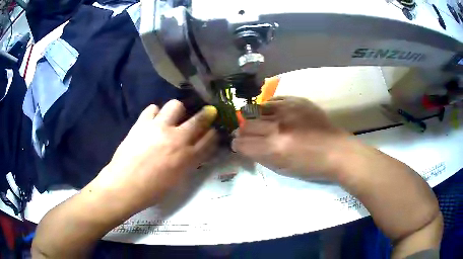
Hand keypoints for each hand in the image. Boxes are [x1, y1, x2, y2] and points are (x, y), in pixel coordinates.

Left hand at [94, 100, 218, 209]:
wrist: (125, 185)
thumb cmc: (152, 190)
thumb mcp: (178, 180)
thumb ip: (189, 162)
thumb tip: (194, 151)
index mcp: (188, 157)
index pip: (209, 139)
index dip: (214, 133)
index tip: (214, 129)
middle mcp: (177, 139)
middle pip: (199, 119)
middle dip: (207, 114)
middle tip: (207, 112)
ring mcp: (158, 128)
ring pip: (176, 105)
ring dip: (178, 111)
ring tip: (172, 118)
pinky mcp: (142, 124)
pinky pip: (152, 108)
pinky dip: (155, 113)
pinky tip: (153, 121)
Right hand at [232, 96, 348, 179]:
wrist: (336, 150)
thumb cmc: (311, 166)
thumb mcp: (282, 169)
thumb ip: (260, 157)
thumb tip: (246, 146)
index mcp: (274, 149)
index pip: (242, 143)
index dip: (237, 145)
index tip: (238, 145)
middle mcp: (278, 127)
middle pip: (247, 125)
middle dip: (242, 132)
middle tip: (245, 135)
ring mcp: (287, 110)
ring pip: (256, 109)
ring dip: (252, 118)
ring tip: (257, 122)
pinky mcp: (296, 101)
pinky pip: (273, 100)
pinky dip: (267, 107)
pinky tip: (270, 113)